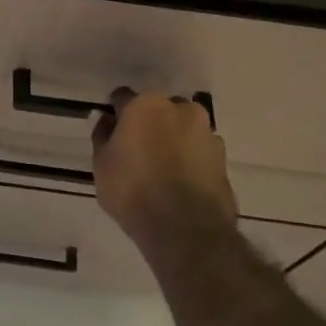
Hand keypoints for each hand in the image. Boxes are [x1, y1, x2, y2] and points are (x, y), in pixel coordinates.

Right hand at [91, 89, 236, 246]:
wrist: (185, 228)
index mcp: (146, 104)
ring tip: (164, 171)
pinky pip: (200, 153)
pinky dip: (192, 161)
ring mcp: (207, 134)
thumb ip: (103, 136)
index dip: (116, 114)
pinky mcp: (224, 160)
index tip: (111, 132)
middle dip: (150, 124)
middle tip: (139, 151)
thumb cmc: (132, 189)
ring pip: (184, 130)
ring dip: (174, 141)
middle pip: (160, 110)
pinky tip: (181, 184)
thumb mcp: (101, 164)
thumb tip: (108, 121)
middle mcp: (180, 109)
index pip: (123, 98)